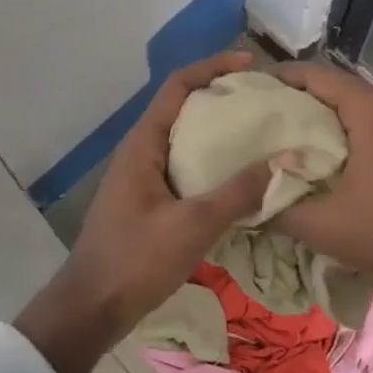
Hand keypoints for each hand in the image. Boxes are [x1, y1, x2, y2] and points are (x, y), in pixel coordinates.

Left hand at [16, 51, 270, 372]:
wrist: (92, 307)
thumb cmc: (136, 260)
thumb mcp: (192, 226)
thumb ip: (237, 193)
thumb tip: (281, 162)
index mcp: (143, 144)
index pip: (178, 86)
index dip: (213, 67)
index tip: (251, 65)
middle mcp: (141, 151)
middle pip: (183, 107)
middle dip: (222, 97)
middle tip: (265, 101)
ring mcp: (143, 176)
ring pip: (185, 138)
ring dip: (219, 131)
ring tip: (260, 134)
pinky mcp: (149, 199)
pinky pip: (185, 166)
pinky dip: (213, 161)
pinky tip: (239, 177)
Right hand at [270, 63, 372, 275]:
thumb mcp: (326, 226)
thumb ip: (281, 210)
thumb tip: (253, 201)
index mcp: (372, 111)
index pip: (319, 77)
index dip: (285, 77)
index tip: (259, 85)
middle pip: (345, 91)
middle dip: (309, 100)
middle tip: (277, 116)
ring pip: (371, 110)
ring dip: (340, 120)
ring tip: (310, 139)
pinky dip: (367, 134)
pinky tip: (354, 159)